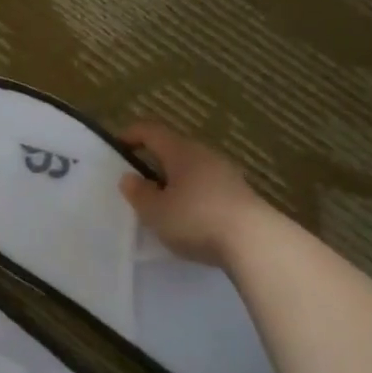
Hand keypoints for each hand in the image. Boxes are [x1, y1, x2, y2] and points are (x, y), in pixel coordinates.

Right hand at [119, 121, 271, 266]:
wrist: (254, 242)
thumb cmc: (196, 219)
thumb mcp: (156, 211)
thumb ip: (139, 193)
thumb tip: (130, 178)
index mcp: (181, 151)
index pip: (152, 131)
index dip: (132, 134)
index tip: (117, 145)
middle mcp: (205, 155)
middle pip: (174, 149)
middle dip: (155, 161)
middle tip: (138, 181)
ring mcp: (226, 174)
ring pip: (193, 169)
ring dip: (175, 180)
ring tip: (162, 203)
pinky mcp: (240, 195)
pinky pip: (208, 187)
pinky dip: (193, 195)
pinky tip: (189, 217)